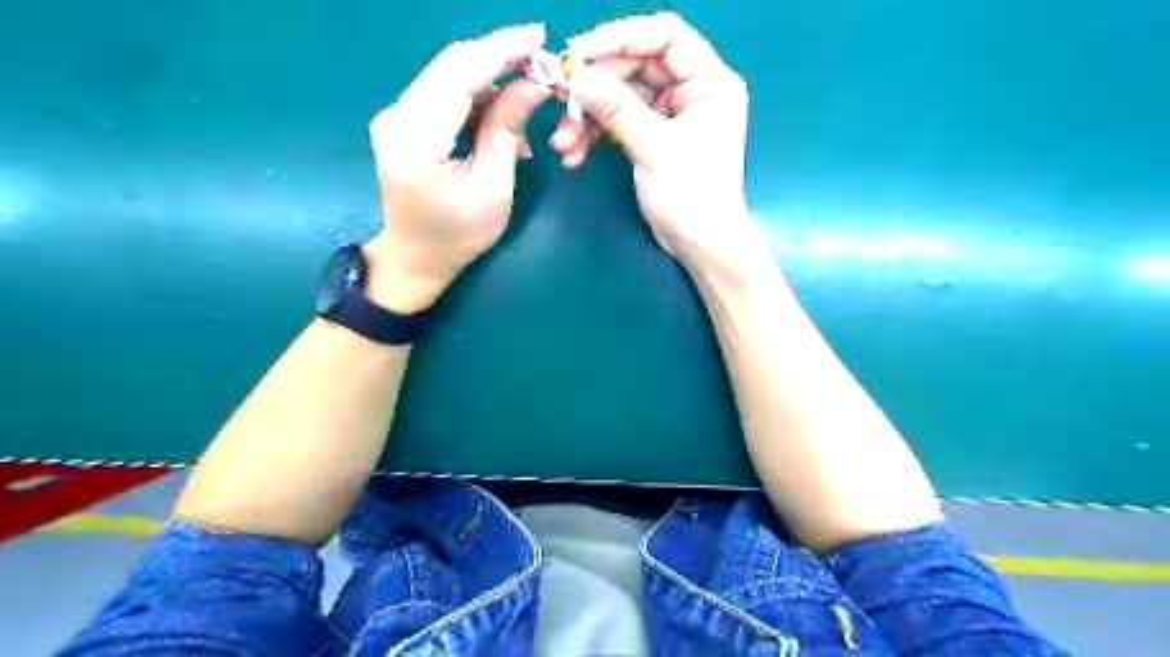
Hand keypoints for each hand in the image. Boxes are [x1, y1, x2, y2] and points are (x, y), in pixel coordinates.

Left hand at [364, 23, 552, 310]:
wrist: (415, 257)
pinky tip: (498, 127)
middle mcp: (397, 117)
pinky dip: (476, 101)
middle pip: (452, 66)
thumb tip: (533, 83)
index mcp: (417, 141)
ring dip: (491, 86)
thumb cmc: (458, 235)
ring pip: (449, 77)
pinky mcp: (403, 121)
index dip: (501, 50)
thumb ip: (507, 130)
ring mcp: (395, 117)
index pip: (460, 76)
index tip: (538, 36)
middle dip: (500, 59)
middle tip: (541, 65)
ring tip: (522, 122)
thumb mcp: (493, 188)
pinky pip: (444, 94)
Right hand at [553, 17, 762, 269]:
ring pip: (621, 99)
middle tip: (562, 100)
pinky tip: (575, 153)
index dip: (620, 38)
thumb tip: (578, 78)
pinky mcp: (653, 139)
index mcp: (708, 81)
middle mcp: (691, 91)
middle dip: (596, 87)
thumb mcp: (655, 148)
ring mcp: (671, 116)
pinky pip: (619, 124)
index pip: (665, 37)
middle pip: (636, 68)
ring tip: (564, 141)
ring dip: (589, 117)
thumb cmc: (692, 196)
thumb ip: (617, 109)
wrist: (700, 245)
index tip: (579, 53)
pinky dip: (596, 135)